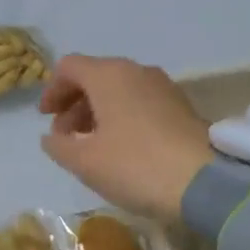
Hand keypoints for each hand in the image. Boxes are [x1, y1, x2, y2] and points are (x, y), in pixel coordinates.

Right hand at [38, 55, 212, 220]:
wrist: (205, 182)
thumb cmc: (135, 165)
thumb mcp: (85, 161)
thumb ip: (59, 145)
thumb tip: (51, 136)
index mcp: (108, 75)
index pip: (69, 67)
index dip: (52, 90)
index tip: (45, 118)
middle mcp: (136, 71)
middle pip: (95, 76)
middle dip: (74, 104)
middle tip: (65, 137)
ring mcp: (163, 87)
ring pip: (119, 90)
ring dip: (98, 112)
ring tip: (91, 146)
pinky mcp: (181, 107)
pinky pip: (140, 102)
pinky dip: (122, 117)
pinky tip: (121, 148)